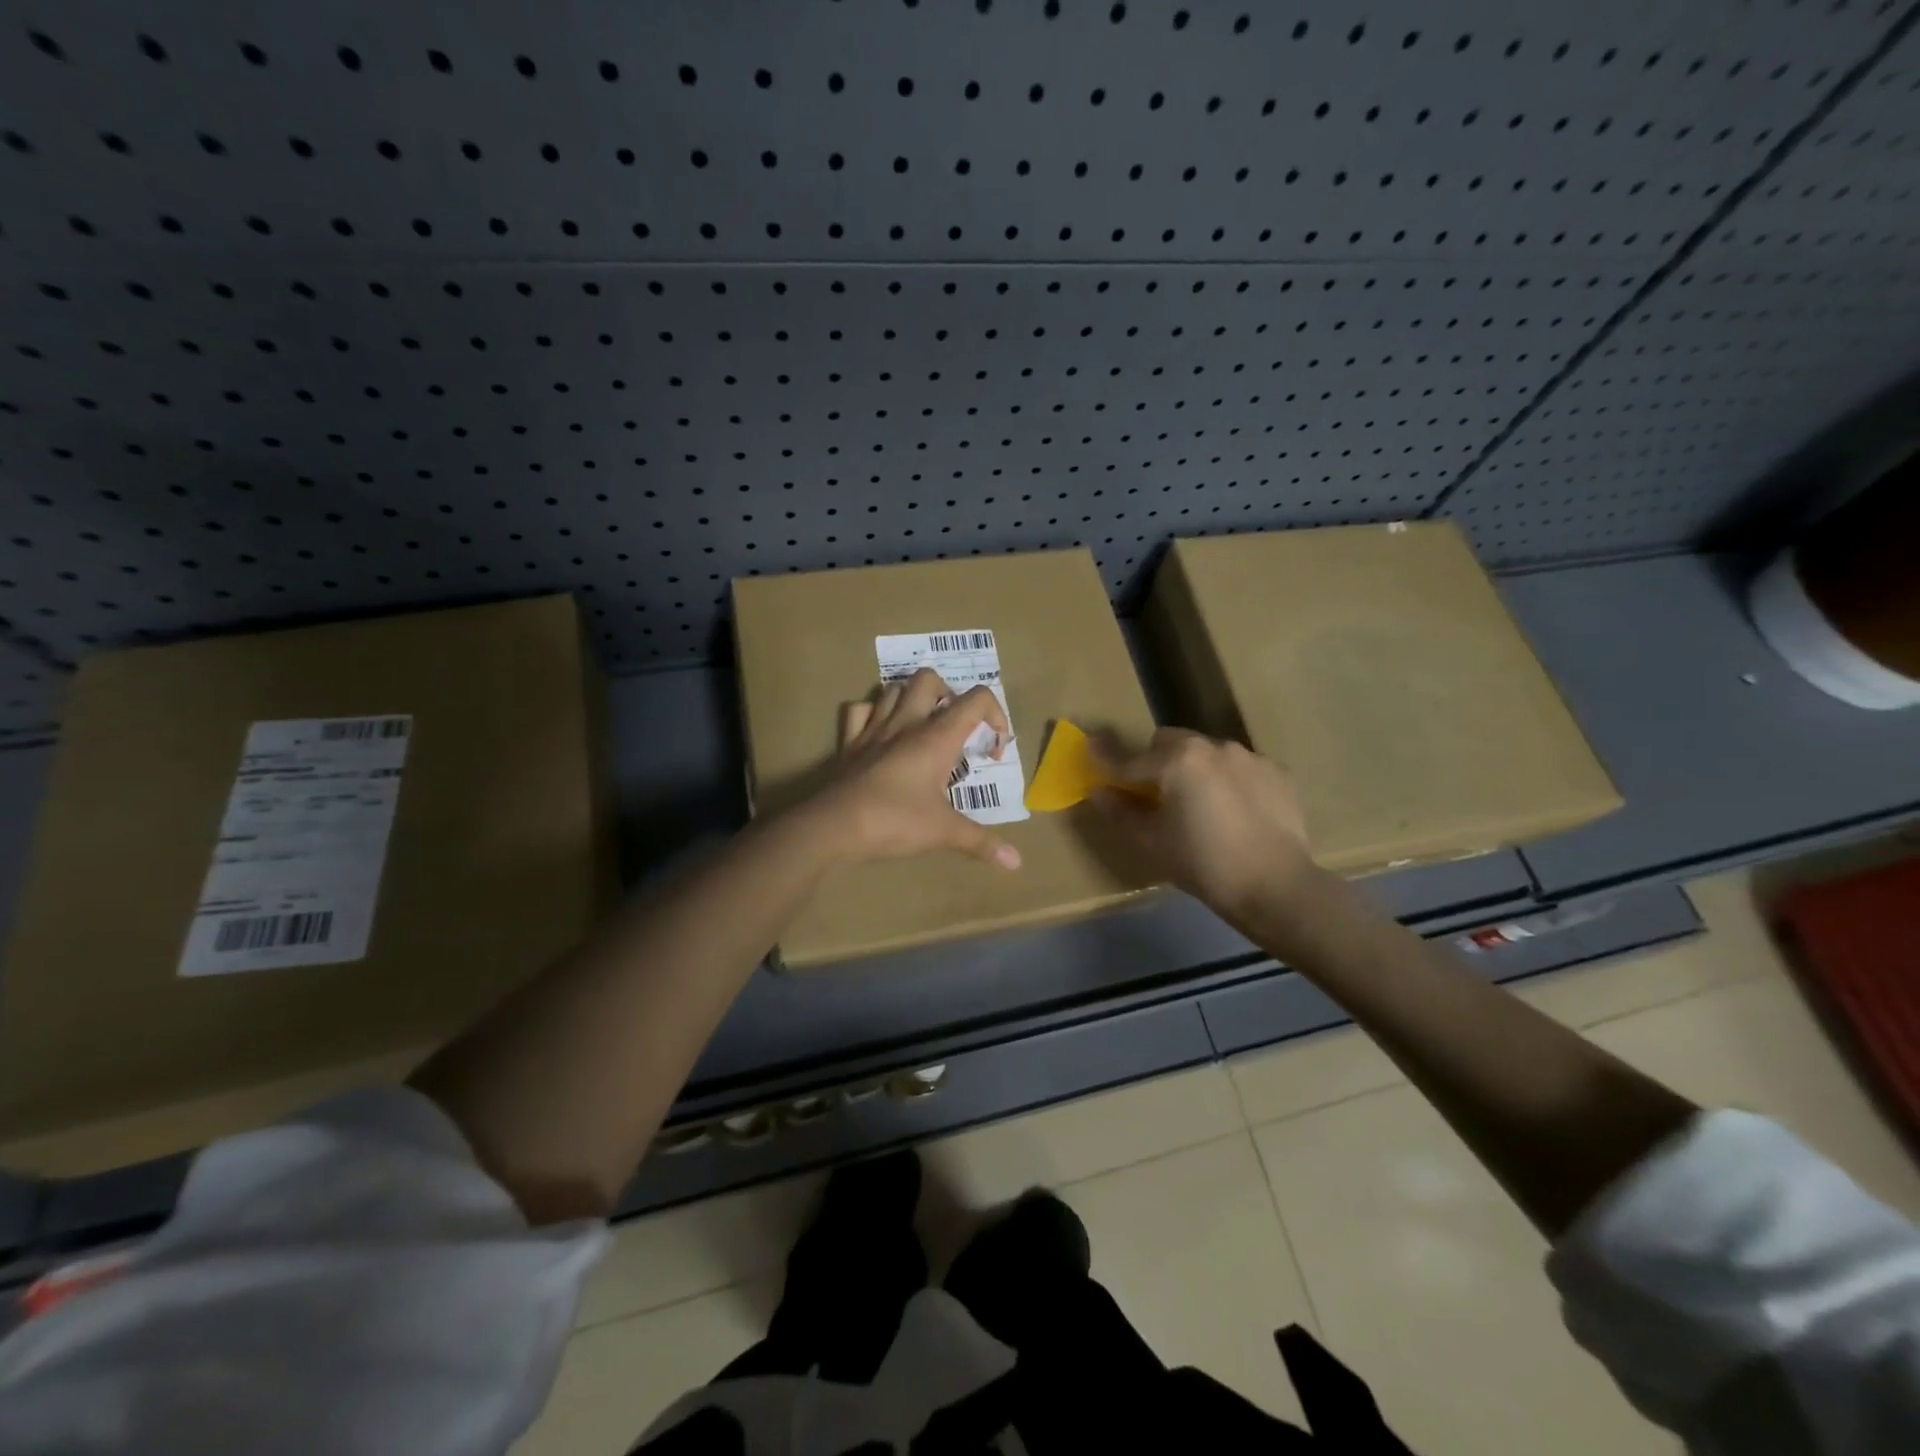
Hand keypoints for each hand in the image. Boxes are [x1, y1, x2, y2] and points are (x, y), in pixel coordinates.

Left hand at [803, 668, 1022, 870]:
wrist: (835, 826)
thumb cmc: (895, 822)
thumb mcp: (944, 832)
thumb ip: (981, 842)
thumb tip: (1017, 862)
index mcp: (936, 737)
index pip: (976, 699)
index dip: (996, 715)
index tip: (993, 750)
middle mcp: (907, 723)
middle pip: (929, 679)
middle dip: (949, 694)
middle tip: (955, 727)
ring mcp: (874, 729)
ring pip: (894, 688)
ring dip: (912, 698)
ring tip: (923, 724)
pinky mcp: (850, 742)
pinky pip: (859, 710)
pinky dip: (873, 713)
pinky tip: (881, 732)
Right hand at [1088, 729, 1319, 926]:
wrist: (1276, 886)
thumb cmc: (1204, 864)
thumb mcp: (1153, 842)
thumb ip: (1121, 811)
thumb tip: (1098, 791)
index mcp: (1177, 760)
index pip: (1130, 758)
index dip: (1106, 758)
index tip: (1089, 747)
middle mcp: (1213, 746)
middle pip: (1170, 742)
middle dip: (1156, 760)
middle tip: (1155, 793)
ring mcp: (1249, 756)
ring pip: (1207, 752)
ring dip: (1194, 768)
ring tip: (1201, 805)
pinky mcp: (1277, 772)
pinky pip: (1240, 767)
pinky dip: (1228, 780)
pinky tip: (1235, 811)